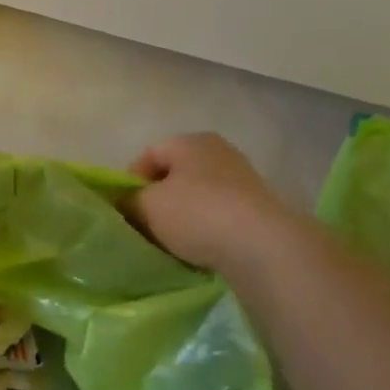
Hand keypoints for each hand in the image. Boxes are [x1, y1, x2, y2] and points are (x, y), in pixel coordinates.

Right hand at [125, 133, 292, 272]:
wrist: (263, 246)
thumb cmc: (197, 214)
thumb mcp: (148, 206)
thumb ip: (129, 201)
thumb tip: (126, 203)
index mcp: (190, 141)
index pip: (148, 155)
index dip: (130, 182)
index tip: (125, 210)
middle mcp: (218, 151)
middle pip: (175, 175)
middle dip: (158, 200)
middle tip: (146, 227)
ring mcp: (243, 178)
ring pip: (197, 195)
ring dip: (182, 216)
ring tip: (173, 242)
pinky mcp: (259, 206)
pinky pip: (220, 213)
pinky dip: (207, 227)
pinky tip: (201, 248)